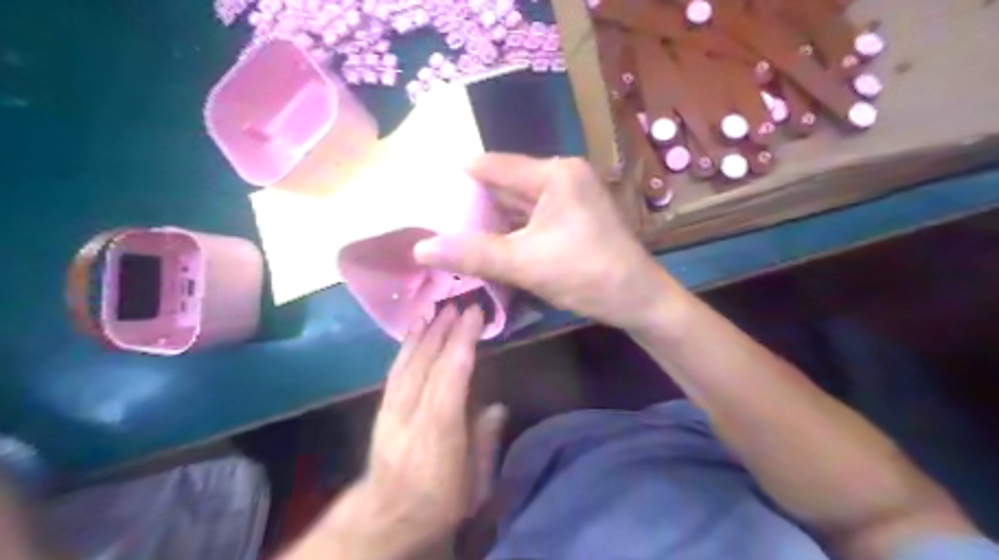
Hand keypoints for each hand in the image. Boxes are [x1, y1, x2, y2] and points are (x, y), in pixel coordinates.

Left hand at [292, 306, 507, 559]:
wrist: (386, 517)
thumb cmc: (438, 502)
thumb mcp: (473, 483)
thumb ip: (485, 441)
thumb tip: (497, 407)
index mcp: (440, 426)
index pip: (452, 371)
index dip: (464, 339)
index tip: (475, 313)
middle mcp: (413, 409)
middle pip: (429, 359)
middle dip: (445, 328)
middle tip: (460, 303)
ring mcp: (393, 407)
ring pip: (410, 360)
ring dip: (424, 332)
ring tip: (437, 310)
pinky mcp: (383, 408)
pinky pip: (395, 370)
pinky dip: (405, 347)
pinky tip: (412, 334)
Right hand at [409, 154, 675, 329]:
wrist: (638, 300)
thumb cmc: (586, 274)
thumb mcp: (523, 263)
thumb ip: (471, 254)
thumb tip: (420, 249)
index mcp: (553, 174)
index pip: (492, 166)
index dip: (457, 179)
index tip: (426, 195)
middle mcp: (562, 177)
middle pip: (504, 185)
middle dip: (472, 205)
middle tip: (434, 221)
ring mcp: (569, 197)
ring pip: (517, 205)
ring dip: (490, 221)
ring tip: (451, 234)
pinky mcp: (572, 218)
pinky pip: (531, 219)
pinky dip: (509, 232)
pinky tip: (486, 246)